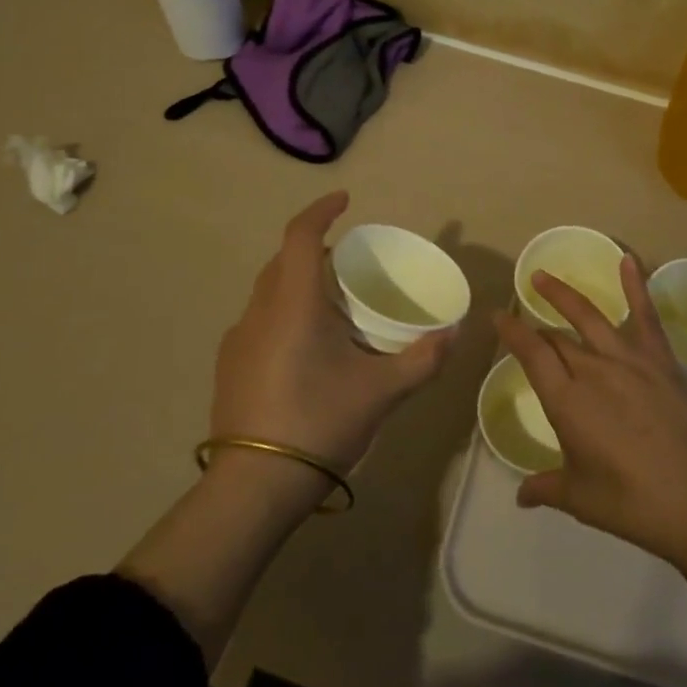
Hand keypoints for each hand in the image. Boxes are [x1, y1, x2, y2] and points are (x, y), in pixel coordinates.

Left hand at [210, 190, 452, 475]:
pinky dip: (285, 314)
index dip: (322, 210)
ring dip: (298, 283)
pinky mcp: (229, 366)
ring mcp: (238, 339)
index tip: (346, 200)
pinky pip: (260, 321)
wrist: (253, 486)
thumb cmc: (320, 421)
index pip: (301, 236)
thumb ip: (424, 358)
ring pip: (269, 291)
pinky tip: (306, 350)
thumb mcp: (383, 391)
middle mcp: (260, 310)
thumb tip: (457, 332)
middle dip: (315, 249)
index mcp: (293, 303)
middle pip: (284, 260)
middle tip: (350, 263)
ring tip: (333, 307)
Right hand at [493, 256, 686, 565]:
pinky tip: (628, 260)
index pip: (531, 354)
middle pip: (557, 339)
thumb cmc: (631, 503)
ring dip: (564, 296)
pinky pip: (646, 317)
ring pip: (589, 318)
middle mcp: (593, 370)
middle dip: (536, 329)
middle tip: (523, 322)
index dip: (512, 332)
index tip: (498, 316)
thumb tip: (522, 495)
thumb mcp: (580, 497)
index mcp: (567, 401)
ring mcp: (629, 361)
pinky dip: (635, 286)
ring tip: (544, 277)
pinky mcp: (661, 361)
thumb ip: (547, 487)